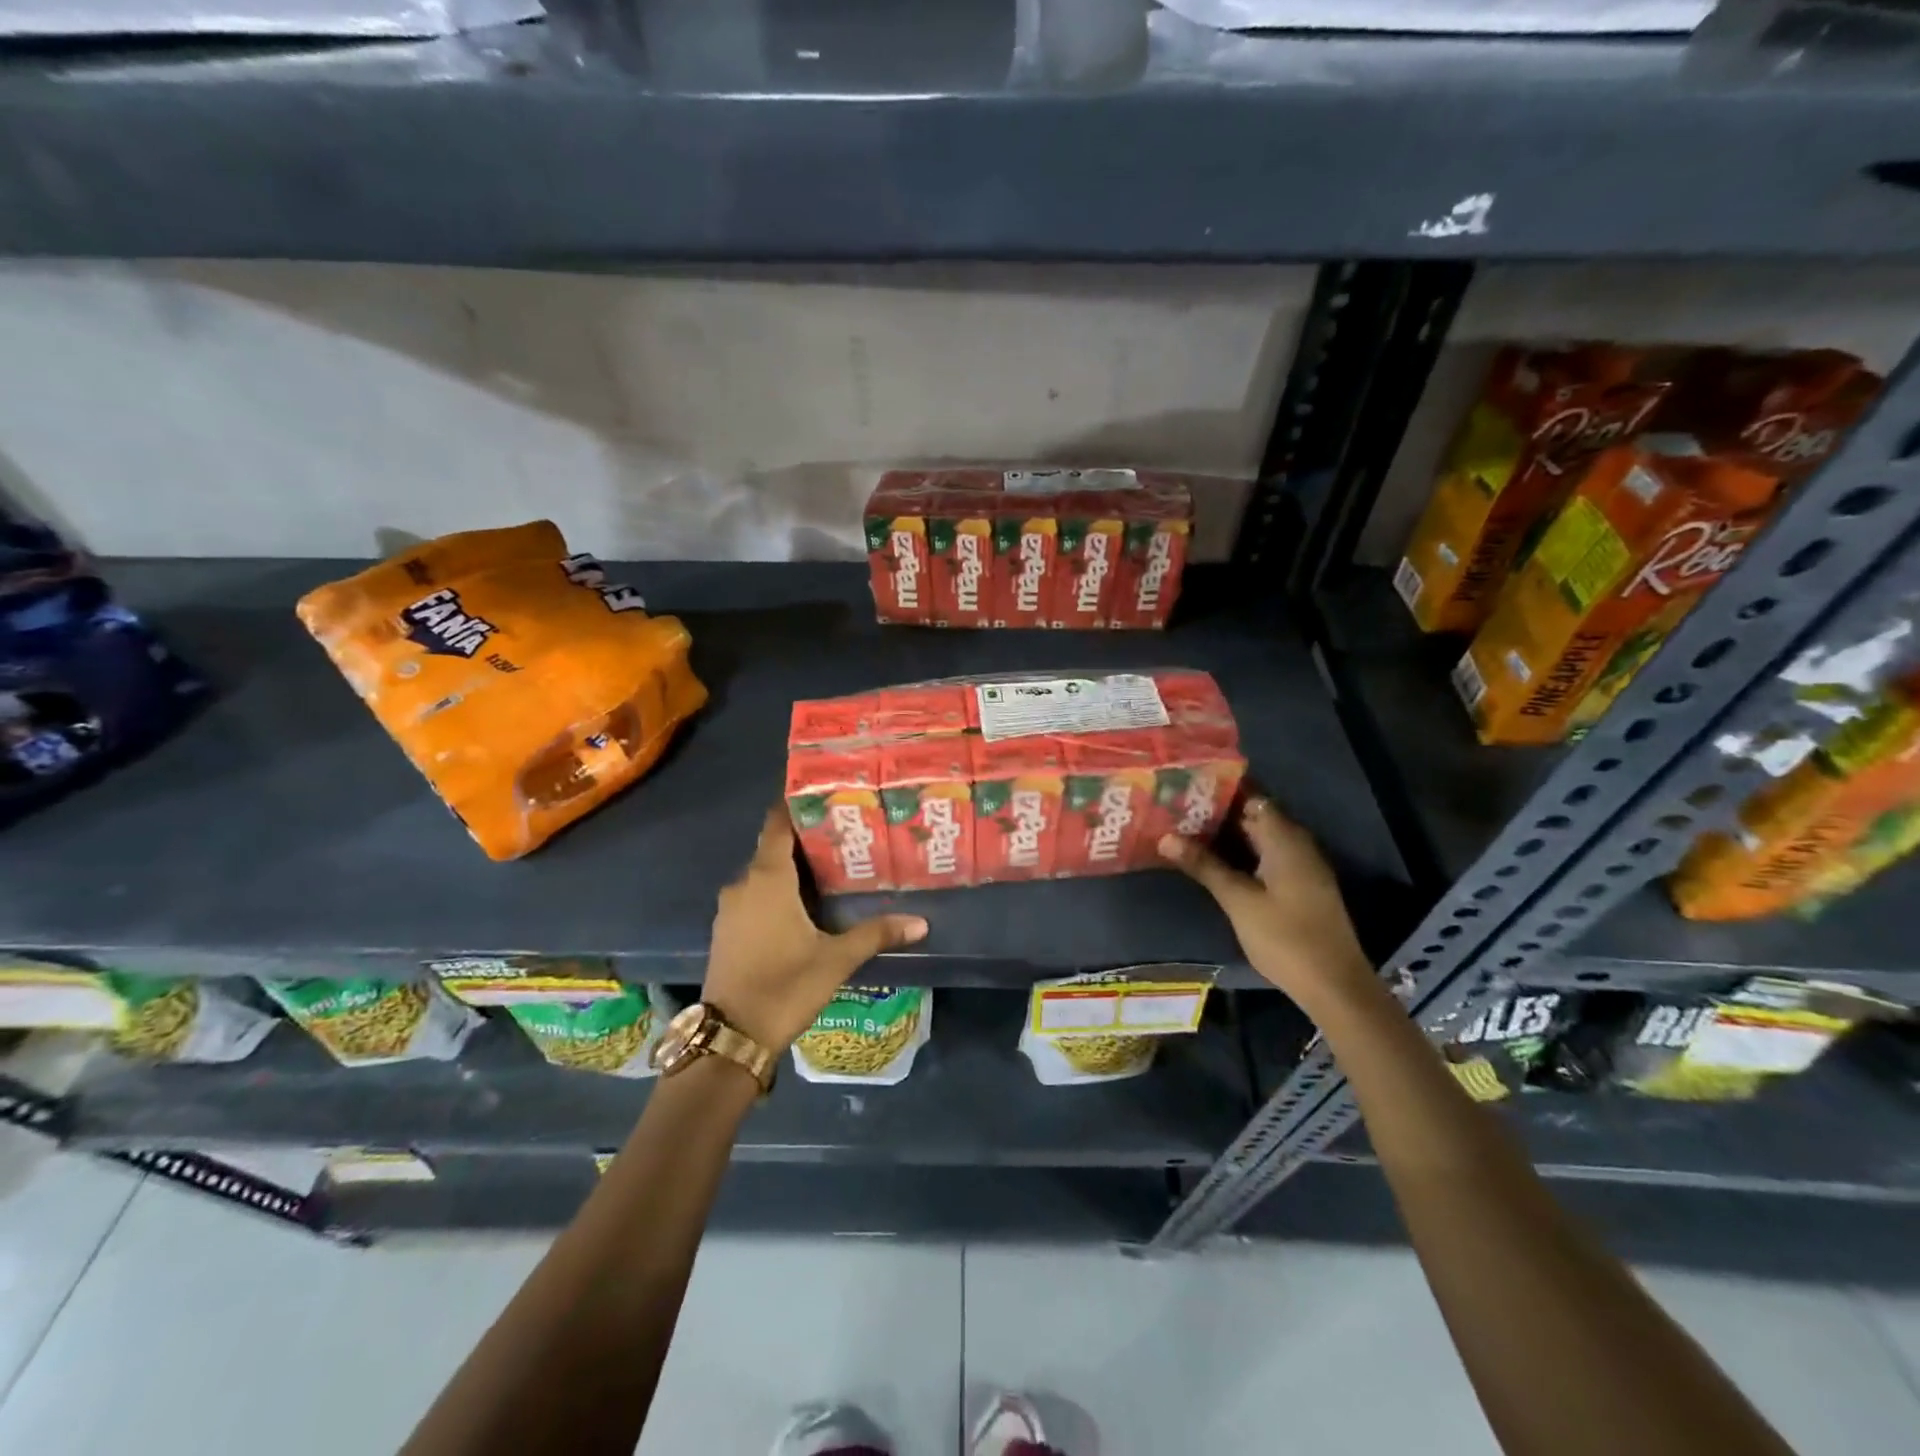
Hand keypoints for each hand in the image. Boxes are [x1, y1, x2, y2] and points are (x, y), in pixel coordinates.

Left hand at [703, 805, 928, 1050]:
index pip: (777, 825)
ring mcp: (730, 908)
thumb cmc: (785, 986)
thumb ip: (876, 934)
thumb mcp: (836, 959)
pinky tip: (803, 904)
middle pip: (773, 848)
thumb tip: (921, 923)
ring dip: (790, 869)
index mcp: (767, 879)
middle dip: (805, 840)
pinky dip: (776, 891)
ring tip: (830, 866)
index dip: (796, 806)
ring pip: (763, 874)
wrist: (732, 1036)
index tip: (824, 795)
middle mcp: (743, 884)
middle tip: (844, 834)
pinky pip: (754, 896)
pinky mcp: (726, 930)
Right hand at [1157, 795, 1371, 1005]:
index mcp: (1285, 839)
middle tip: (1174, 808)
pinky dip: (1239, 852)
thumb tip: (1166, 837)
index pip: (1250, 796)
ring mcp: (1300, 865)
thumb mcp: (1238, 900)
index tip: (1184, 785)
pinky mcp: (1299, 885)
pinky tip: (1212, 860)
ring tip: (1183, 828)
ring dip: (1226, 833)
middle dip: (1216, 811)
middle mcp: (1296, 844)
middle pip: (1253, 815)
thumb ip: (1204, 865)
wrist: (1334, 986)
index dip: (1218, 788)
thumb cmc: (1285, 938)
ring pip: (1258, 837)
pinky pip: (1265, 855)